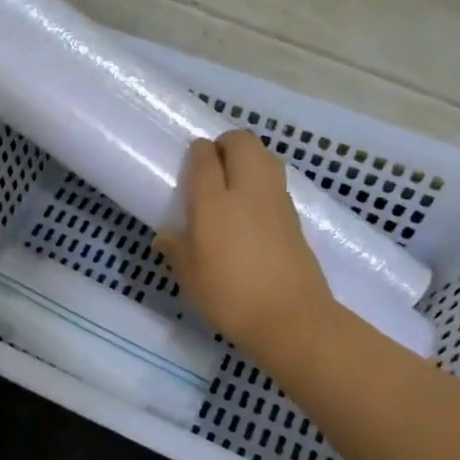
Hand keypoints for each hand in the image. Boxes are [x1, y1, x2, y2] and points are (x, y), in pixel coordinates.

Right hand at [156, 131, 335, 365]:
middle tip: (213, 165)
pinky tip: (252, 209)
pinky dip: (263, 181)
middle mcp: (246, 190)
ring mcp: (276, 200)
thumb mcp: (190, 276)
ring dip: (249, 158)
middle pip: (242, 142)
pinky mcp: (294, 216)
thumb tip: (166, 236)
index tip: (191, 159)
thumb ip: (176, 248)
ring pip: (265, 156)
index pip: (204, 157)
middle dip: (226, 143)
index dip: (196, 152)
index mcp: (213, 203)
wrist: (290, 317)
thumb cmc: (229, 296)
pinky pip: (276, 182)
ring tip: (234, 182)